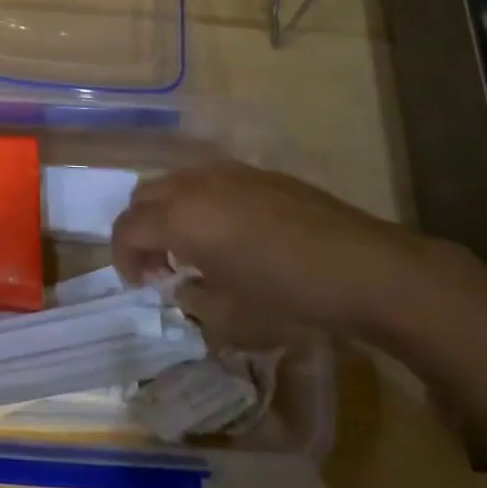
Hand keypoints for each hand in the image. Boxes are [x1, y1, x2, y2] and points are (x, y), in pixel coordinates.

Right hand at [110, 161, 474, 348]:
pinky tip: (227, 231)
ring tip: (191, 246)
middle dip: (140, 231)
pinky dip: (197, 201)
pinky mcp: (255, 172)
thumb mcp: (230, 316)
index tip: (139, 284)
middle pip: (142, 198)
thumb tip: (182, 284)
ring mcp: (226, 172)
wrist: (363, 267)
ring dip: (167, 212)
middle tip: (159, 266)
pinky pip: (206, 179)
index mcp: (180, 219)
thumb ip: (192, 297)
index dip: (123, 258)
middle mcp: (194, 186)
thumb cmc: (289, 297)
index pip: (127, 229)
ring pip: (173, 182)